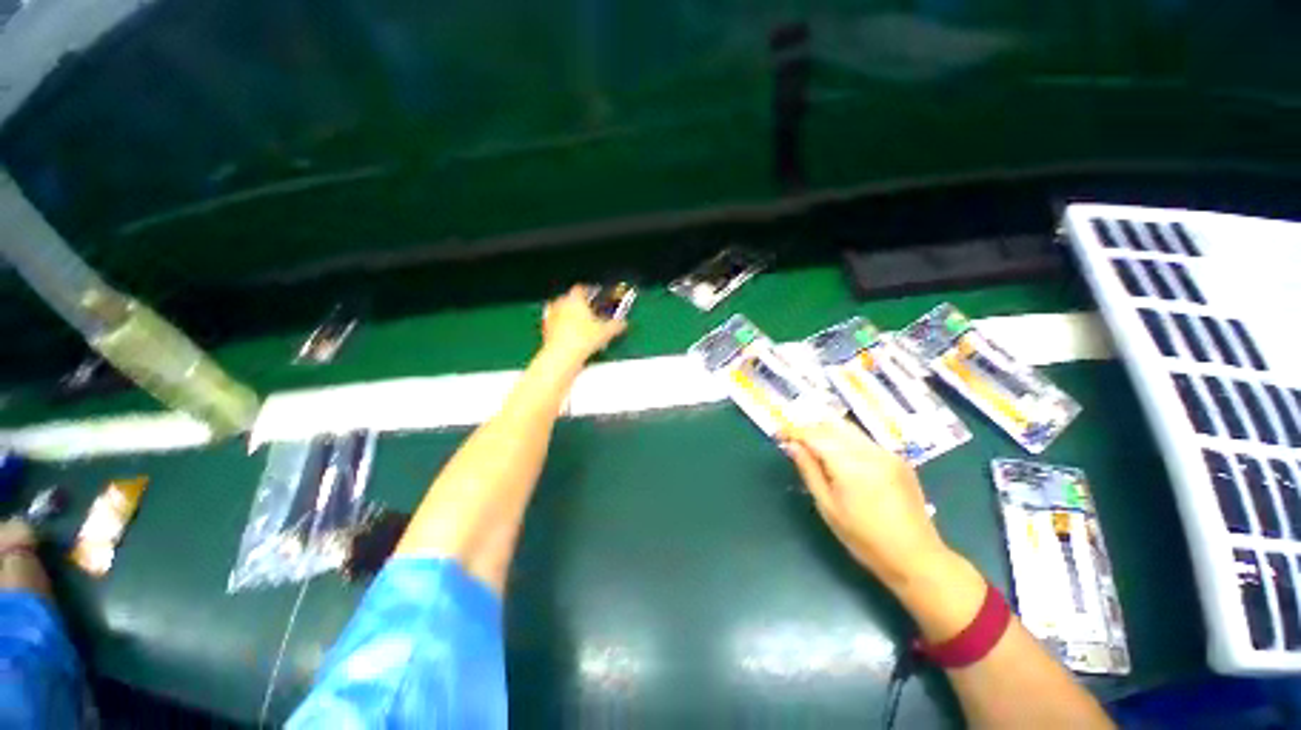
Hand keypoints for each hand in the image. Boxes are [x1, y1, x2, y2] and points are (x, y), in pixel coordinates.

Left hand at [541, 285, 627, 362]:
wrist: (562, 357)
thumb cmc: (583, 339)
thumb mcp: (606, 332)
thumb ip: (616, 325)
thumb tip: (623, 323)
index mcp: (575, 298)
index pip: (582, 288)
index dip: (591, 291)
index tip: (598, 296)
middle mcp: (560, 303)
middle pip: (571, 299)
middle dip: (581, 305)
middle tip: (592, 312)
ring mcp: (551, 316)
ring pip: (563, 311)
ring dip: (571, 316)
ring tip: (583, 326)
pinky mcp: (546, 330)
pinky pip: (557, 324)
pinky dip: (564, 327)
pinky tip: (573, 337)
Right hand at [782, 419, 950, 589]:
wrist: (916, 557)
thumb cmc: (864, 538)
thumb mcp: (828, 506)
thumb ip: (809, 470)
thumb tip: (791, 445)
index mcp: (850, 465)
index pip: (815, 435)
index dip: (794, 431)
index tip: (779, 434)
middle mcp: (870, 451)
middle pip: (832, 424)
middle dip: (810, 427)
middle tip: (794, 438)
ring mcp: (887, 453)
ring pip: (849, 429)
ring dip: (827, 431)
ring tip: (813, 445)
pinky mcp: (897, 458)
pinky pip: (864, 440)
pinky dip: (845, 440)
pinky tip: (840, 455)